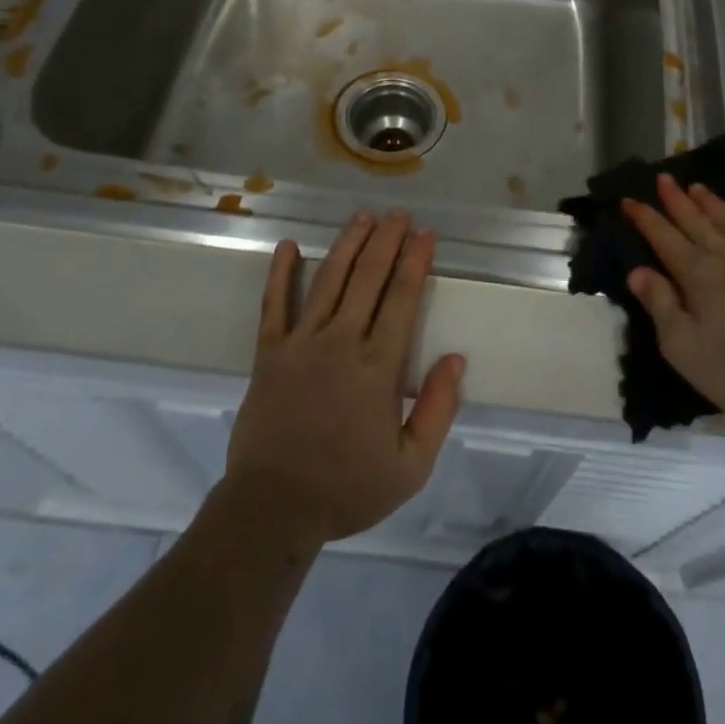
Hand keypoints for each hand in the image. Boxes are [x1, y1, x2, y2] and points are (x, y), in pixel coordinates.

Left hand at [225, 210, 464, 547]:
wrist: (272, 508)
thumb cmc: (347, 488)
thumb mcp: (411, 465)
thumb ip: (438, 409)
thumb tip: (456, 358)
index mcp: (378, 365)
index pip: (402, 297)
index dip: (416, 260)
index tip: (426, 233)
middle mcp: (341, 341)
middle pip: (368, 277)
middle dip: (386, 240)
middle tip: (399, 214)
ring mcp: (301, 342)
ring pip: (328, 279)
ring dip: (348, 244)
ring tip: (363, 216)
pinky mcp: (268, 353)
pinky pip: (274, 304)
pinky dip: (280, 272)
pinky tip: (287, 246)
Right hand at [622, 176, 724, 423]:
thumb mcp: (681, 346)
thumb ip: (659, 304)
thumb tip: (637, 271)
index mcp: (697, 274)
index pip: (663, 238)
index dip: (645, 218)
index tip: (628, 199)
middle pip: (696, 222)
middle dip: (677, 200)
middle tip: (664, 179)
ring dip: (716, 204)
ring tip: (700, 187)